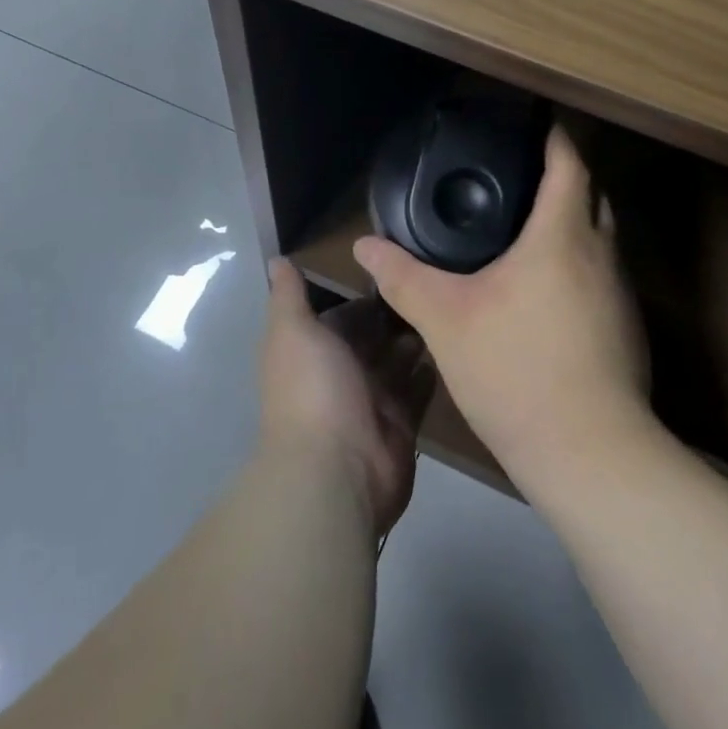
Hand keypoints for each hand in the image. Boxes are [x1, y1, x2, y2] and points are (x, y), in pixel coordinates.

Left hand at [259, 258, 433, 537]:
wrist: (336, 470)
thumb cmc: (313, 390)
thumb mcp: (294, 331)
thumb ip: (288, 296)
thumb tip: (276, 259)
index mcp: (313, 352)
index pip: (342, 316)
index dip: (364, 295)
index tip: (396, 266)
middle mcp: (341, 375)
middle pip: (372, 339)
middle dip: (395, 316)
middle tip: (432, 284)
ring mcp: (371, 403)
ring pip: (397, 364)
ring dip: (415, 341)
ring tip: (445, 311)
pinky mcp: (400, 425)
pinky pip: (418, 394)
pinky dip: (429, 376)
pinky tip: (451, 350)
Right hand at [352, 126, 651, 499]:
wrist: (589, 453)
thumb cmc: (516, 369)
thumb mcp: (445, 320)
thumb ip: (403, 278)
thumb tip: (363, 247)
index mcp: (563, 237)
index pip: (570, 165)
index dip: (555, 138)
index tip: (536, 122)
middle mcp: (602, 255)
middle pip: (593, 195)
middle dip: (565, 177)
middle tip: (522, 173)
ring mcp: (621, 295)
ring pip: (602, 238)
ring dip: (574, 223)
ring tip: (529, 226)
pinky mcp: (627, 331)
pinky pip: (603, 276)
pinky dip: (579, 264)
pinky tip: (546, 290)